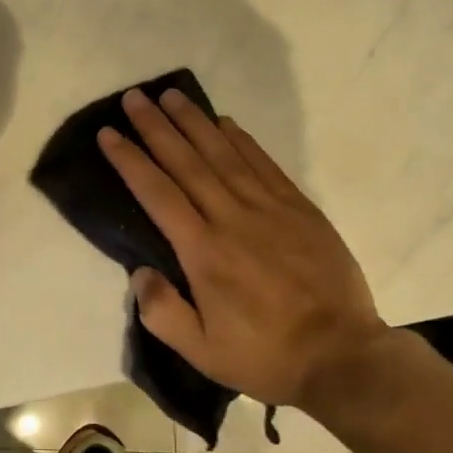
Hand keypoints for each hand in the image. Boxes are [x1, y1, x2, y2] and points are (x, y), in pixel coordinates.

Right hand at [97, 88, 387, 408]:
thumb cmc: (266, 356)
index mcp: (203, 251)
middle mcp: (231, 218)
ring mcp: (268, 208)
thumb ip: (162, 312)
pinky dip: (241, 139)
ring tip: (171, 95)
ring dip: (194, 121)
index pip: (157, 193)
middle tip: (134, 97)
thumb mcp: (202, 352)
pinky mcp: (298, 208)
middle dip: (156, 127)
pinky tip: (224, 121)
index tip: (109, 133)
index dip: (130, 160)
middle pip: (186, 161)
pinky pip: (263, 163)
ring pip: (223, 153)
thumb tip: (139, 271)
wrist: (344, 357)